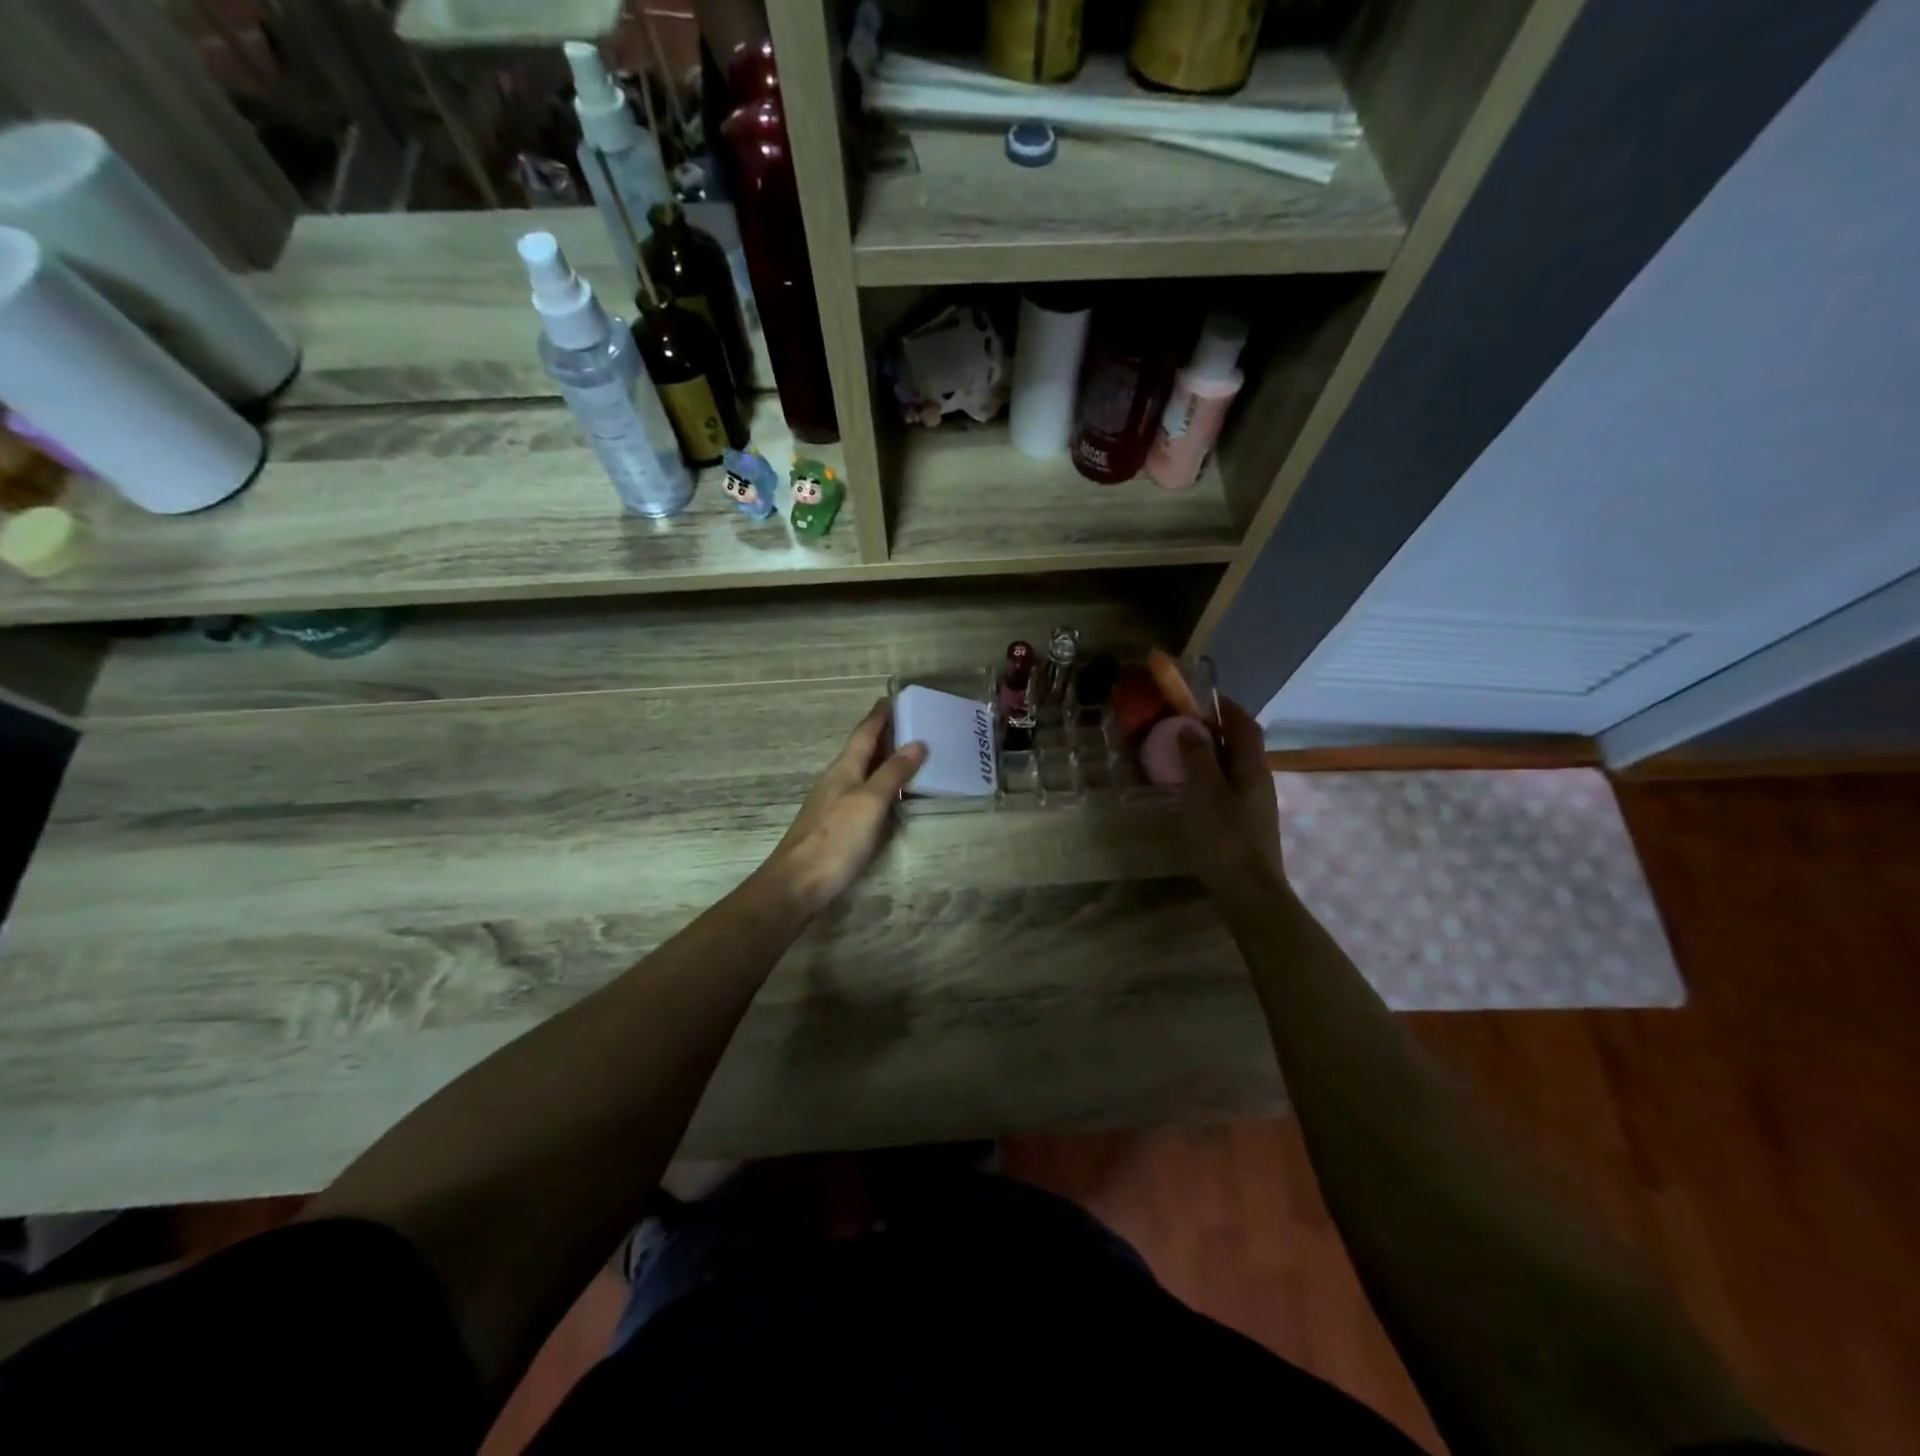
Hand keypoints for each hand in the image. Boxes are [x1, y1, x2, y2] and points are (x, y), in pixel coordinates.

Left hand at [763, 699, 927, 917]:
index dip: (879, 716)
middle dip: (883, 737)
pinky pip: (862, 796)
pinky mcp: (835, 827)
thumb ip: (893, 773)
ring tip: (907, 757)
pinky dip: (879, 788)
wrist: (798, 884)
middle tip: (909, 725)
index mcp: (843, 769)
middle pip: (861, 752)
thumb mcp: (870, 802)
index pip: (864, 734)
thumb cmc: (836, 839)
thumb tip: (917, 742)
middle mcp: (836, 782)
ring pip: (861, 774)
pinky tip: (890, 799)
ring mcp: (832, 805)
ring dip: (882, 763)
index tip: (892, 698)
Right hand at [1176, 696, 1286, 900]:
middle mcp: (1260, 780)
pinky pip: (1229, 787)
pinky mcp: (1248, 823)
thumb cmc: (1224, 837)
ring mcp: (1256, 804)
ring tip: (1183, 755)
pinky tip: (1192, 790)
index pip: (1245, 725)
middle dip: (1217, 730)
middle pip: (1242, 745)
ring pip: (1235, 767)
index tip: (1202, 698)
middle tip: (1184, 725)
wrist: (1249, 891)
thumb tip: (1192, 727)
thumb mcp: (1203, 792)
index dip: (1226, 707)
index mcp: (1252, 767)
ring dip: (1213, 755)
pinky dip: (1212, 778)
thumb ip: (1198, 757)